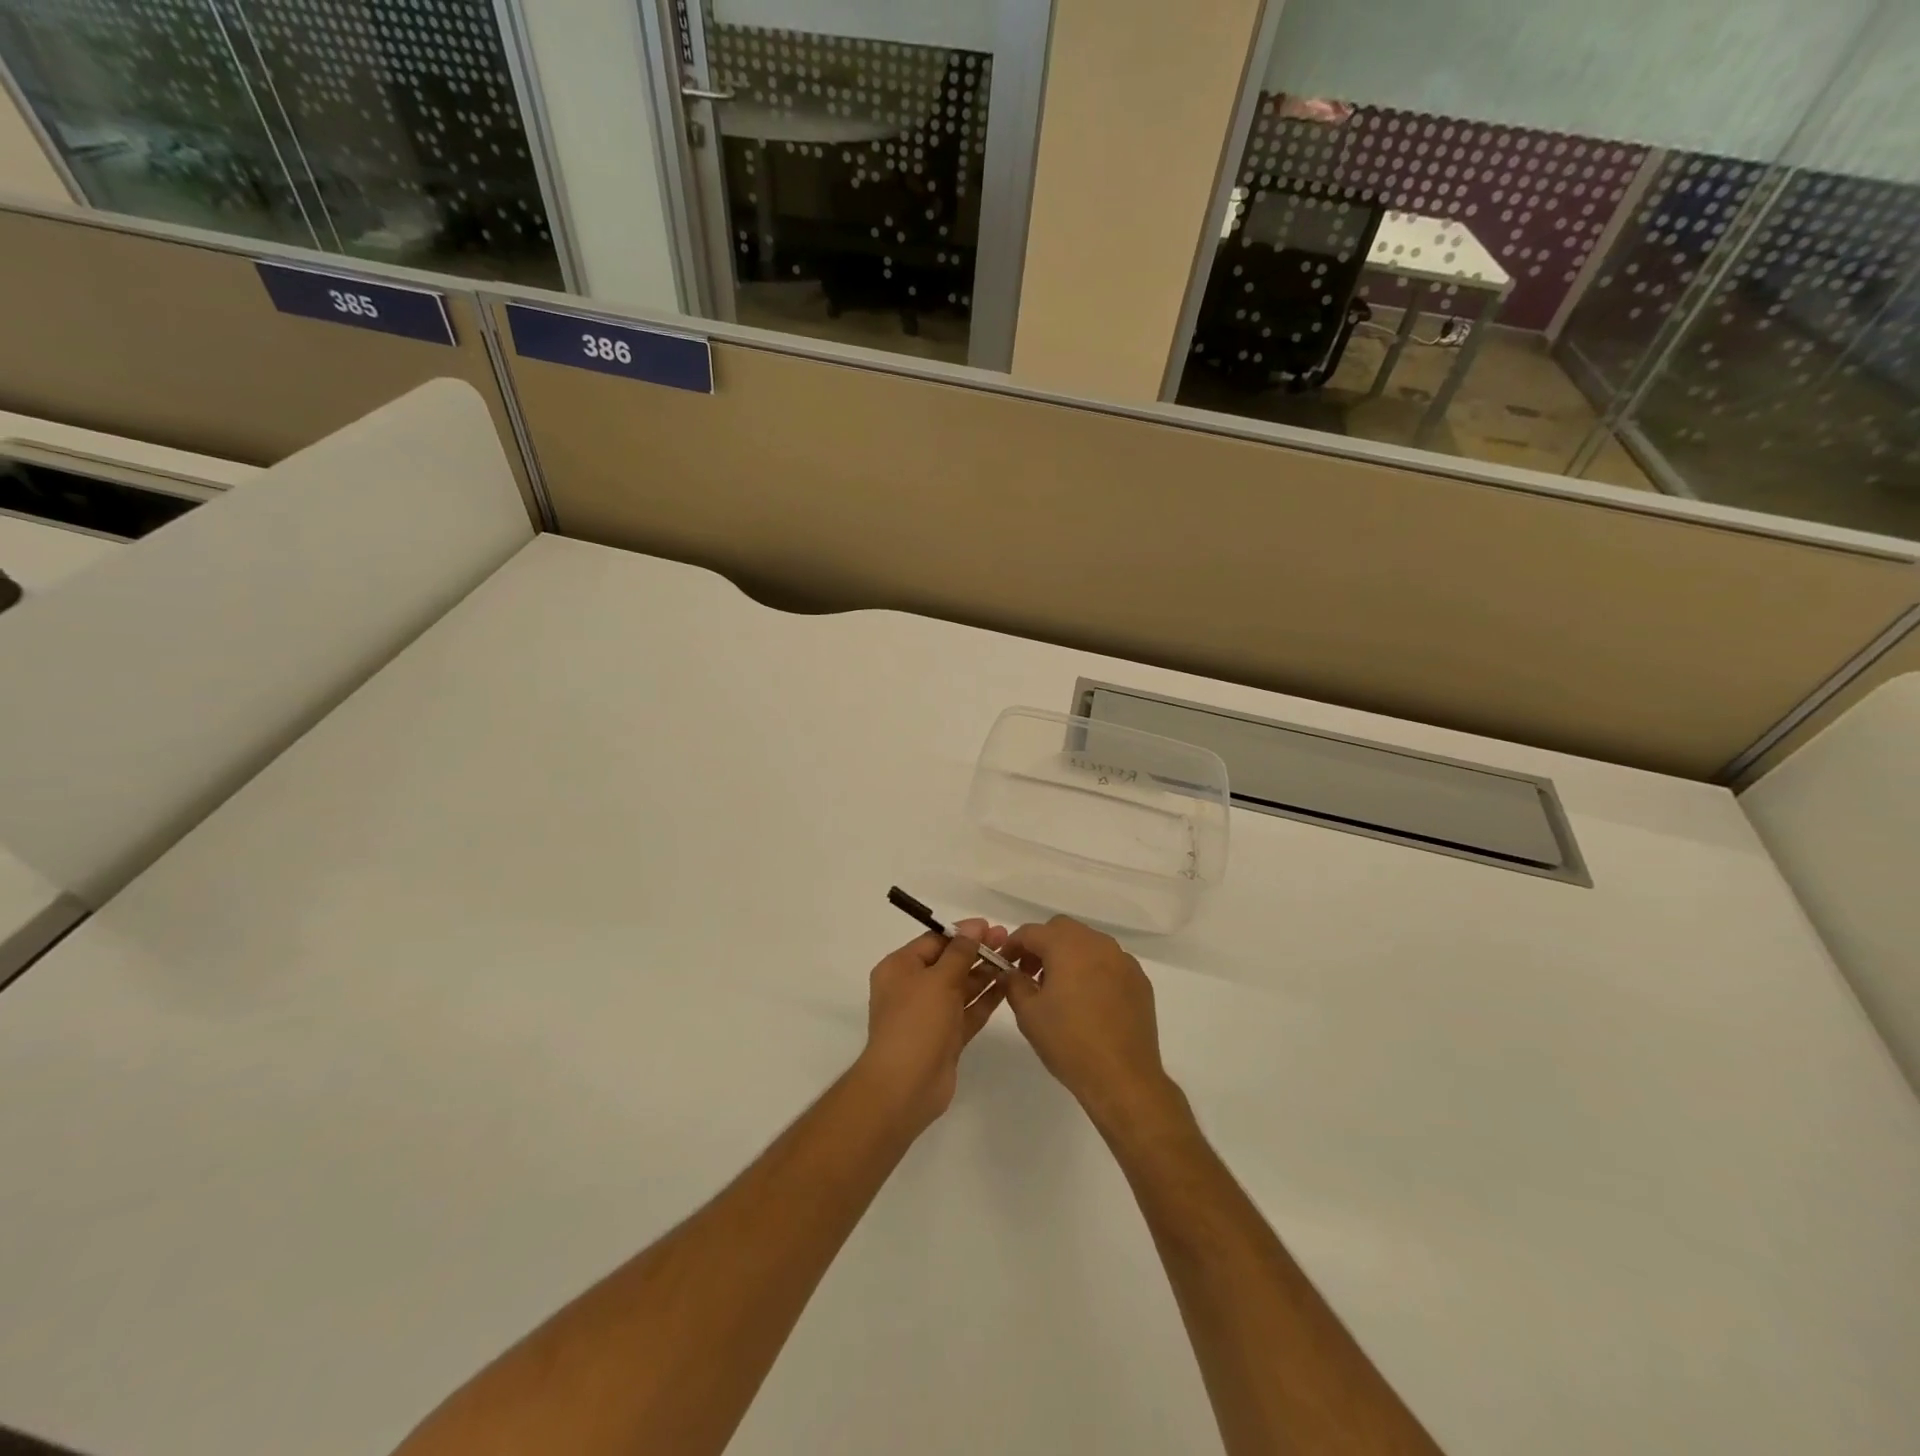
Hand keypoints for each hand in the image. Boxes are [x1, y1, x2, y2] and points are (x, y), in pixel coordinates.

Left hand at [857, 919, 1008, 1134]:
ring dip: (985, 974)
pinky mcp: (946, 1038)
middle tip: (1008, 940)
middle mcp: (912, 988)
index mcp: (900, 969)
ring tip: (1014, 960)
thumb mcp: (938, 979)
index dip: (962, 933)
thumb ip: (960, 952)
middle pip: (949, 963)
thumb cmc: (916, 1022)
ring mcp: (930, 1015)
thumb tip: (975, 925)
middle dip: (977, 951)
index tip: (991, 926)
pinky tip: (1008, 986)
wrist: (906, 1086)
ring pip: (961, 987)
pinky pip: (968, 1011)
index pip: (934, 942)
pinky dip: (986, 999)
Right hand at [1002, 916, 1175, 1130]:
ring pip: (1088, 943)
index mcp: (1067, 945)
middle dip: (1042, 945)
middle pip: (1062, 930)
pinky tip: (1089, 1001)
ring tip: (1060, 990)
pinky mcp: (1139, 980)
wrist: (1123, 1077)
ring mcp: (1123, 960)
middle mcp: (1097, 943)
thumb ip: (1014, 984)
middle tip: (1030, 974)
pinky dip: (1093, 970)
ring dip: (1069, 955)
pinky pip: (1109, 962)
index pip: (1031, 932)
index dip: (1013, 945)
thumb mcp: (1028, 1013)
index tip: (1004, 964)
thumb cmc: (1069, 1042)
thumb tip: (1009, 972)